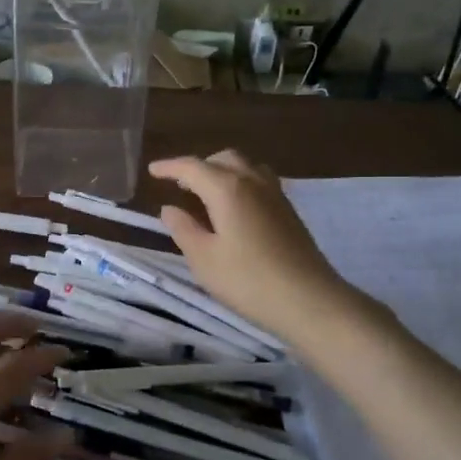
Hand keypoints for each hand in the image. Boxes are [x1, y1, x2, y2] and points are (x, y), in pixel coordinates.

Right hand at [149, 150, 348, 340]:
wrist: (309, 300)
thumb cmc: (248, 280)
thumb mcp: (204, 259)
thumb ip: (184, 229)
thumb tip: (169, 209)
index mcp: (227, 188)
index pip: (192, 167)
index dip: (169, 167)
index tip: (152, 171)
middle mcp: (253, 182)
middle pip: (222, 159)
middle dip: (198, 166)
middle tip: (180, 185)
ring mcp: (276, 194)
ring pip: (245, 167)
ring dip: (222, 171)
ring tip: (206, 193)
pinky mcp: (289, 211)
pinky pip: (259, 181)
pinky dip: (240, 183)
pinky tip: (234, 208)